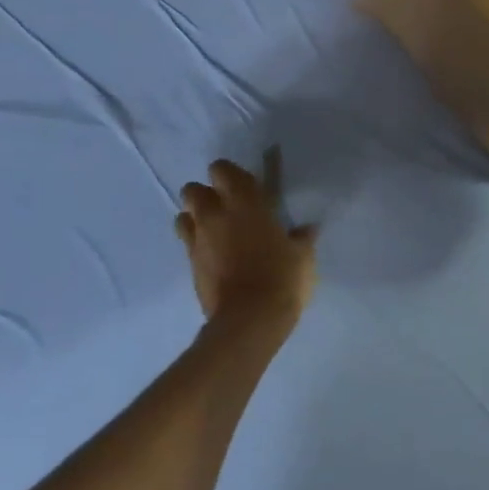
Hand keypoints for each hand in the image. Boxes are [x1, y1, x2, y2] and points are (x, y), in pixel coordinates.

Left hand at [176, 159, 316, 332]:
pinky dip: (197, 243)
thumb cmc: (282, 277)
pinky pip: (187, 243)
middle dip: (206, 194)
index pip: (223, 170)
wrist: (250, 319)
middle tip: (227, 208)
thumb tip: (305, 230)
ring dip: (196, 218)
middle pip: (193, 190)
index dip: (231, 175)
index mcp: (245, 203)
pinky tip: (215, 256)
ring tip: (216, 231)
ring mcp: (198, 241)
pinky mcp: (190, 265)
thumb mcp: (303, 256)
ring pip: (183, 215)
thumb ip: (301, 238)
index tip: (247, 187)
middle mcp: (215, 215)